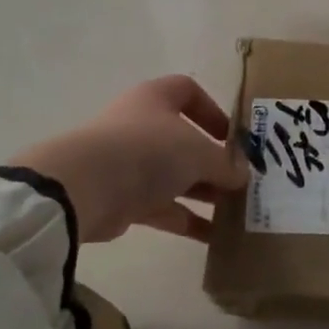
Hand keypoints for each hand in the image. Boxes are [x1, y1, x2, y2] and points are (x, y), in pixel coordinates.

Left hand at [14, 75, 247, 243]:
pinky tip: (214, 236)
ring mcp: (130, 163)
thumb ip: (226, 164)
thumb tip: (243, 175)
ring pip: (175, 176)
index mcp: (156, 99)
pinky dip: (187, 220)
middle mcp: (141, 126)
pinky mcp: (123, 198)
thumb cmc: (148, 151)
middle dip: (214, 162)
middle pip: (184, 140)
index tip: (232, 137)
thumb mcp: (199, 153)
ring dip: (204, 193)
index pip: (188, 92)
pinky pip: (163, 207)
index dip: (213, 111)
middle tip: (241, 182)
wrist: (86, 188)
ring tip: (235, 211)